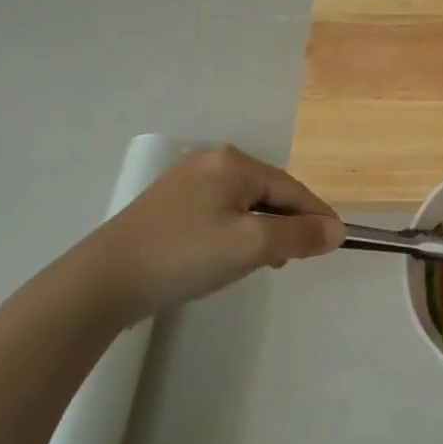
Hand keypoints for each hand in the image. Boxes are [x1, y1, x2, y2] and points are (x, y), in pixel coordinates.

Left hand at [85, 145, 343, 323]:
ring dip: (265, 232)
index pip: (293, 188)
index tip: (338, 244)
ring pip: (247, 206)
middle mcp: (211, 163)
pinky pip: (222, 215)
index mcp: (233, 162)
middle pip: (270, 193)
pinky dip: (239, 235)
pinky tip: (232, 258)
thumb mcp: (253, 245)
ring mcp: (187, 183)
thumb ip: (300, 234)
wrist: (105, 281)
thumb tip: (337, 231)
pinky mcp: (171, 207)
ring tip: (265, 264)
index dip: (318, 216)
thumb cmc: (186, 255)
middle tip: (295, 260)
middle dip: (289, 225)